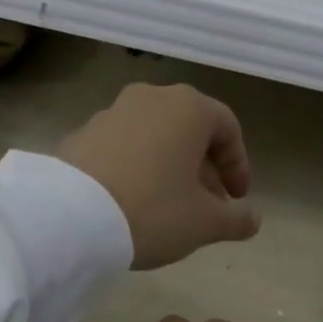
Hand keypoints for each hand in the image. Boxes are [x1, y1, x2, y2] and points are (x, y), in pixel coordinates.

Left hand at [56, 83, 259, 269]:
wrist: (70, 218)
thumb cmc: (153, 211)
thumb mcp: (204, 223)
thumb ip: (236, 219)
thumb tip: (252, 219)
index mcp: (188, 108)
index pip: (227, 129)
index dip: (238, 166)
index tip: (238, 199)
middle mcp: (150, 98)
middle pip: (189, 131)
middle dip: (204, 169)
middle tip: (208, 207)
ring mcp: (111, 113)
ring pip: (154, 138)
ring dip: (170, 168)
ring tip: (170, 207)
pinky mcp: (81, 134)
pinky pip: (123, 148)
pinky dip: (137, 168)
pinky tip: (133, 202)